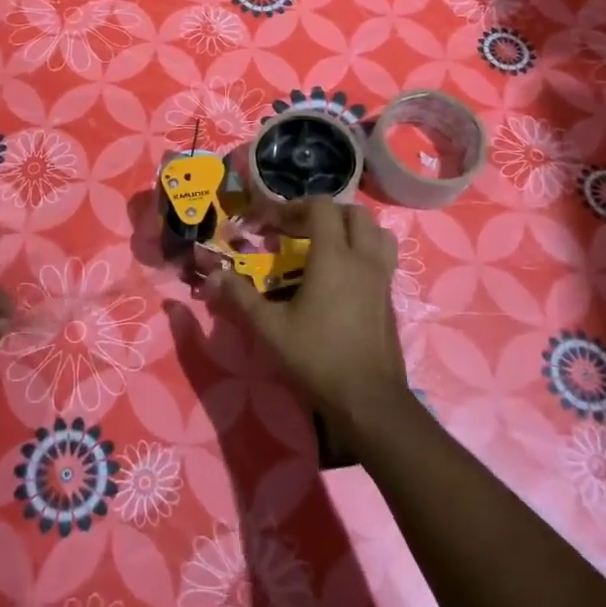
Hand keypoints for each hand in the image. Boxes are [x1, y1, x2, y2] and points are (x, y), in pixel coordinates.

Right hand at [210, 198, 416, 439]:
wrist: (368, 399)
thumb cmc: (317, 358)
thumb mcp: (271, 328)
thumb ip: (242, 297)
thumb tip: (214, 275)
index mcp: (334, 257)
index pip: (321, 207)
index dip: (295, 207)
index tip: (272, 223)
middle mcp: (363, 258)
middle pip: (354, 212)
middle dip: (326, 213)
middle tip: (300, 230)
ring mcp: (382, 277)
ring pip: (377, 232)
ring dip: (353, 228)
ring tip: (329, 245)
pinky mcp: (391, 296)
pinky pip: (384, 256)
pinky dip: (366, 250)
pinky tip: (344, 276)